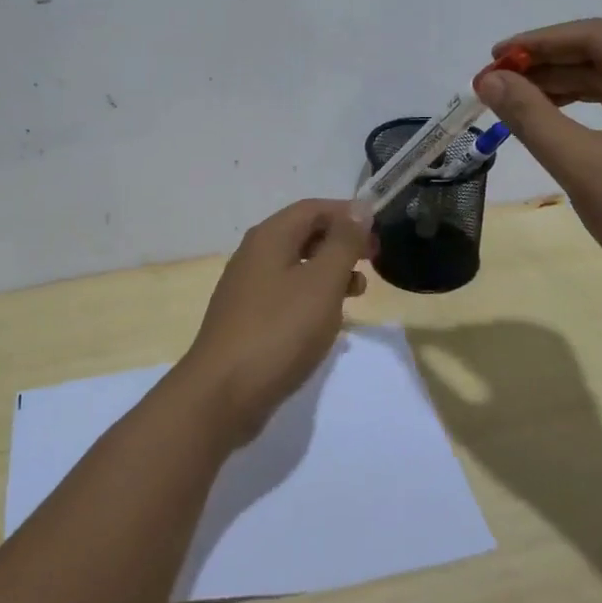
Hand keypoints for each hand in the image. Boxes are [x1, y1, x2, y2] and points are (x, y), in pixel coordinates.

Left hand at [176, 200, 372, 442]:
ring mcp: (247, 287)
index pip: (312, 208)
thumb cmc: (279, 331)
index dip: (347, 215)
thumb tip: (358, 208)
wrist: (223, 394)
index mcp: (269, 237)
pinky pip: (286, 293)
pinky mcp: (247, 318)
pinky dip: (312, 296)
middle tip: (372, 261)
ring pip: (296, 265)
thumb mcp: (321, 283)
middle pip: (303, 233)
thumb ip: (342, 243)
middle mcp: (254, 254)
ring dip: (329, 271)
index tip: (378, 233)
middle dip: (340, 243)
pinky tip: (328, 320)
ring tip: (358, 292)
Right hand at [474, 19, 601, 308]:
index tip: (490, 58)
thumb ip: (531, 116)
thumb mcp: (585, 166)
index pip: (594, 36)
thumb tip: (490, 81)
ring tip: (517, 99)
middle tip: (495, 83)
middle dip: (548, 67)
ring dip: (568, 86)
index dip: (536, 44)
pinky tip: (561, 118)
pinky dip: (595, 108)